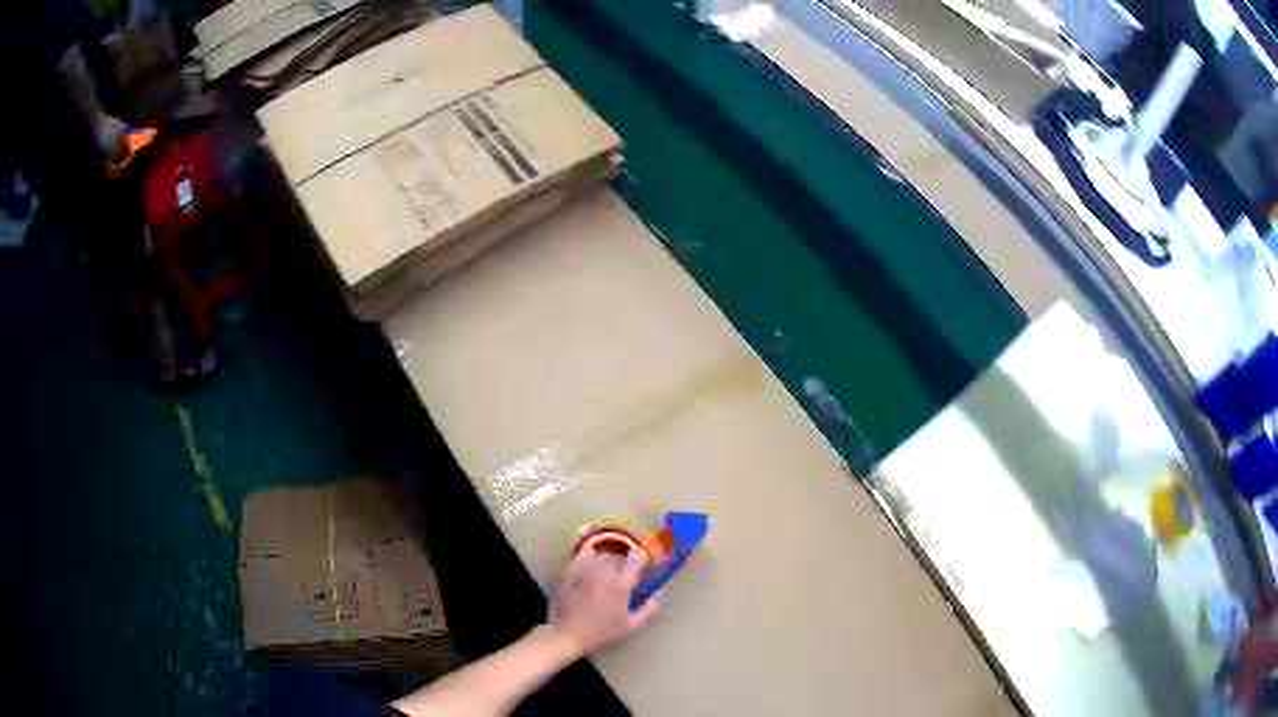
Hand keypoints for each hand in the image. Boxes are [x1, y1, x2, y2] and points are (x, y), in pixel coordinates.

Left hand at [546, 549, 661, 655]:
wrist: (567, 635)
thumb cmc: (602, 633)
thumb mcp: (632, 626)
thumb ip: (650, 607)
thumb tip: (661, 591)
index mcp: (620, 584)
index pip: (637, 557)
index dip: (641, 560)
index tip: (641, 569)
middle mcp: (603, 571)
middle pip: (619, 556)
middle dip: (624, 565)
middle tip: (623, 579)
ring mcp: (584, 569)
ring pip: (601, 555)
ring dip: (607, 563)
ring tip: (605, 577)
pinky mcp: (569, 571)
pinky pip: (583, 556)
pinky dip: (589, 559)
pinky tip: (590, 572)